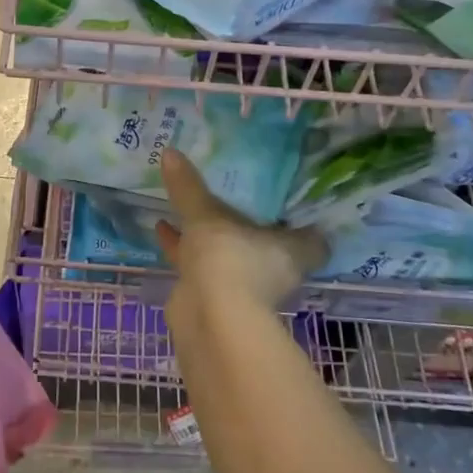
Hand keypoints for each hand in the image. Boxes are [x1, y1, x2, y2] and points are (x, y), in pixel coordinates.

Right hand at [156, 148, 327, 314]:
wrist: (209, 320)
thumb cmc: (229, 259)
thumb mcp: (207, 215)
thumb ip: (190, 187)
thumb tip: (170, 151)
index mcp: (292, 250)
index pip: (311, 235)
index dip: (303, 219)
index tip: (286, 196)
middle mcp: (274, 269)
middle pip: (265, 241)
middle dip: (247, 221)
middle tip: (231, 189)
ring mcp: (244, 286)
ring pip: (229, 252)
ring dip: (211, 234)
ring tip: (189, 203)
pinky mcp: (215, 296)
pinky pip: (201, 263)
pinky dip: (184, 247)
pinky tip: (162, 226)